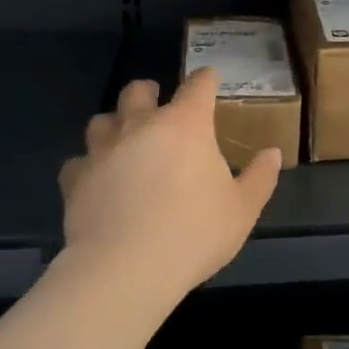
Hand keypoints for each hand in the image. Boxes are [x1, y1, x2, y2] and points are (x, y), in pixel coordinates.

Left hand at [56, 69, 281, 306]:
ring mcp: (103, 150)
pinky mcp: (75, 180)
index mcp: (186, 125)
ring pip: (102, 120)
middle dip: (150, 92)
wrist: (125, 269)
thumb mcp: (242, 209)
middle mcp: (141, 126)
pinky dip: (89, 166)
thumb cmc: (194, 233)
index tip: (210, 80)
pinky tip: (98, 181)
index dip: (206, 79)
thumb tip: (273, 153)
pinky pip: (78, 162)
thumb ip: (260, 177)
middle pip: (138, 91)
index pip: (198, 85)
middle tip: (159, 106)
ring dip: (115, 124)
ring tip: (125, 141)